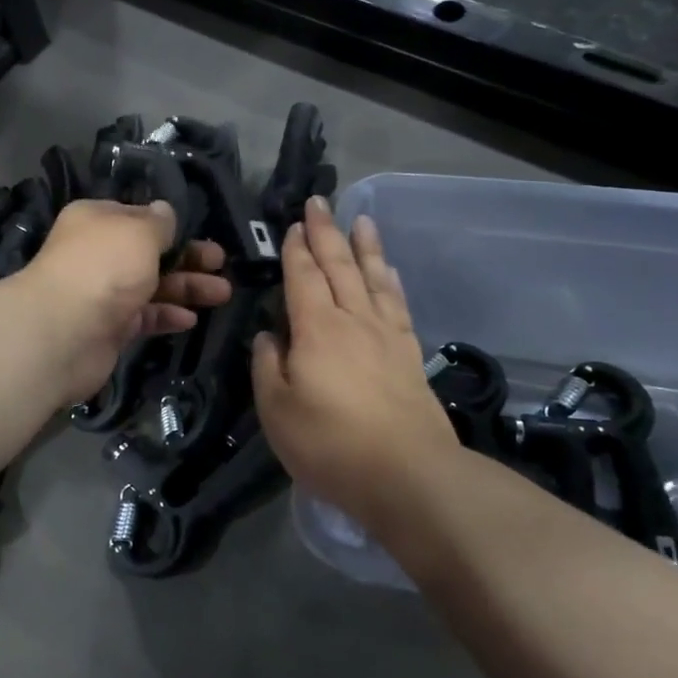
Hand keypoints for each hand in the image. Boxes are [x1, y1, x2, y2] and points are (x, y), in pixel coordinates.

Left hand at [15, 199, 230, 406]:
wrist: (63, 332)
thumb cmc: (104, 268)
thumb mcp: (139, 232)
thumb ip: (159, 222)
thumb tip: (165, 211)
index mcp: (97, 221)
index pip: (137, 217)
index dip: (168, 225)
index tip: (197, 232)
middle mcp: (98, 254)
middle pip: (149, 253)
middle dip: (187, 257)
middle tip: (220, 263)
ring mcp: (102, 293)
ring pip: (151, 286)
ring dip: (186, 288)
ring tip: (223, 293)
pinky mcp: (109, 328)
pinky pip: (144, 317)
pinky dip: (167, 316)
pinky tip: (191, 319)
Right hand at [253, 197, 459, 527]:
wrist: (408, 474)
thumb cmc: (330, 443)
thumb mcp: (277, 409)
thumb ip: (268, 366)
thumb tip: (271, 336)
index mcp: (317, 328)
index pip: (303, 277)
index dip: (297, 249)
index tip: (295, 224)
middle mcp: (353, 320)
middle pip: (339, 267)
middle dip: (327, 233)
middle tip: (320, 203)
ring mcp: (386, 335)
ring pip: (373, 278)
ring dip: (365, 247)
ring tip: (361, 220)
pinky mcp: (409, 355)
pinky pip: (398, 304)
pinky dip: (391, 281)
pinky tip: (389, 272)